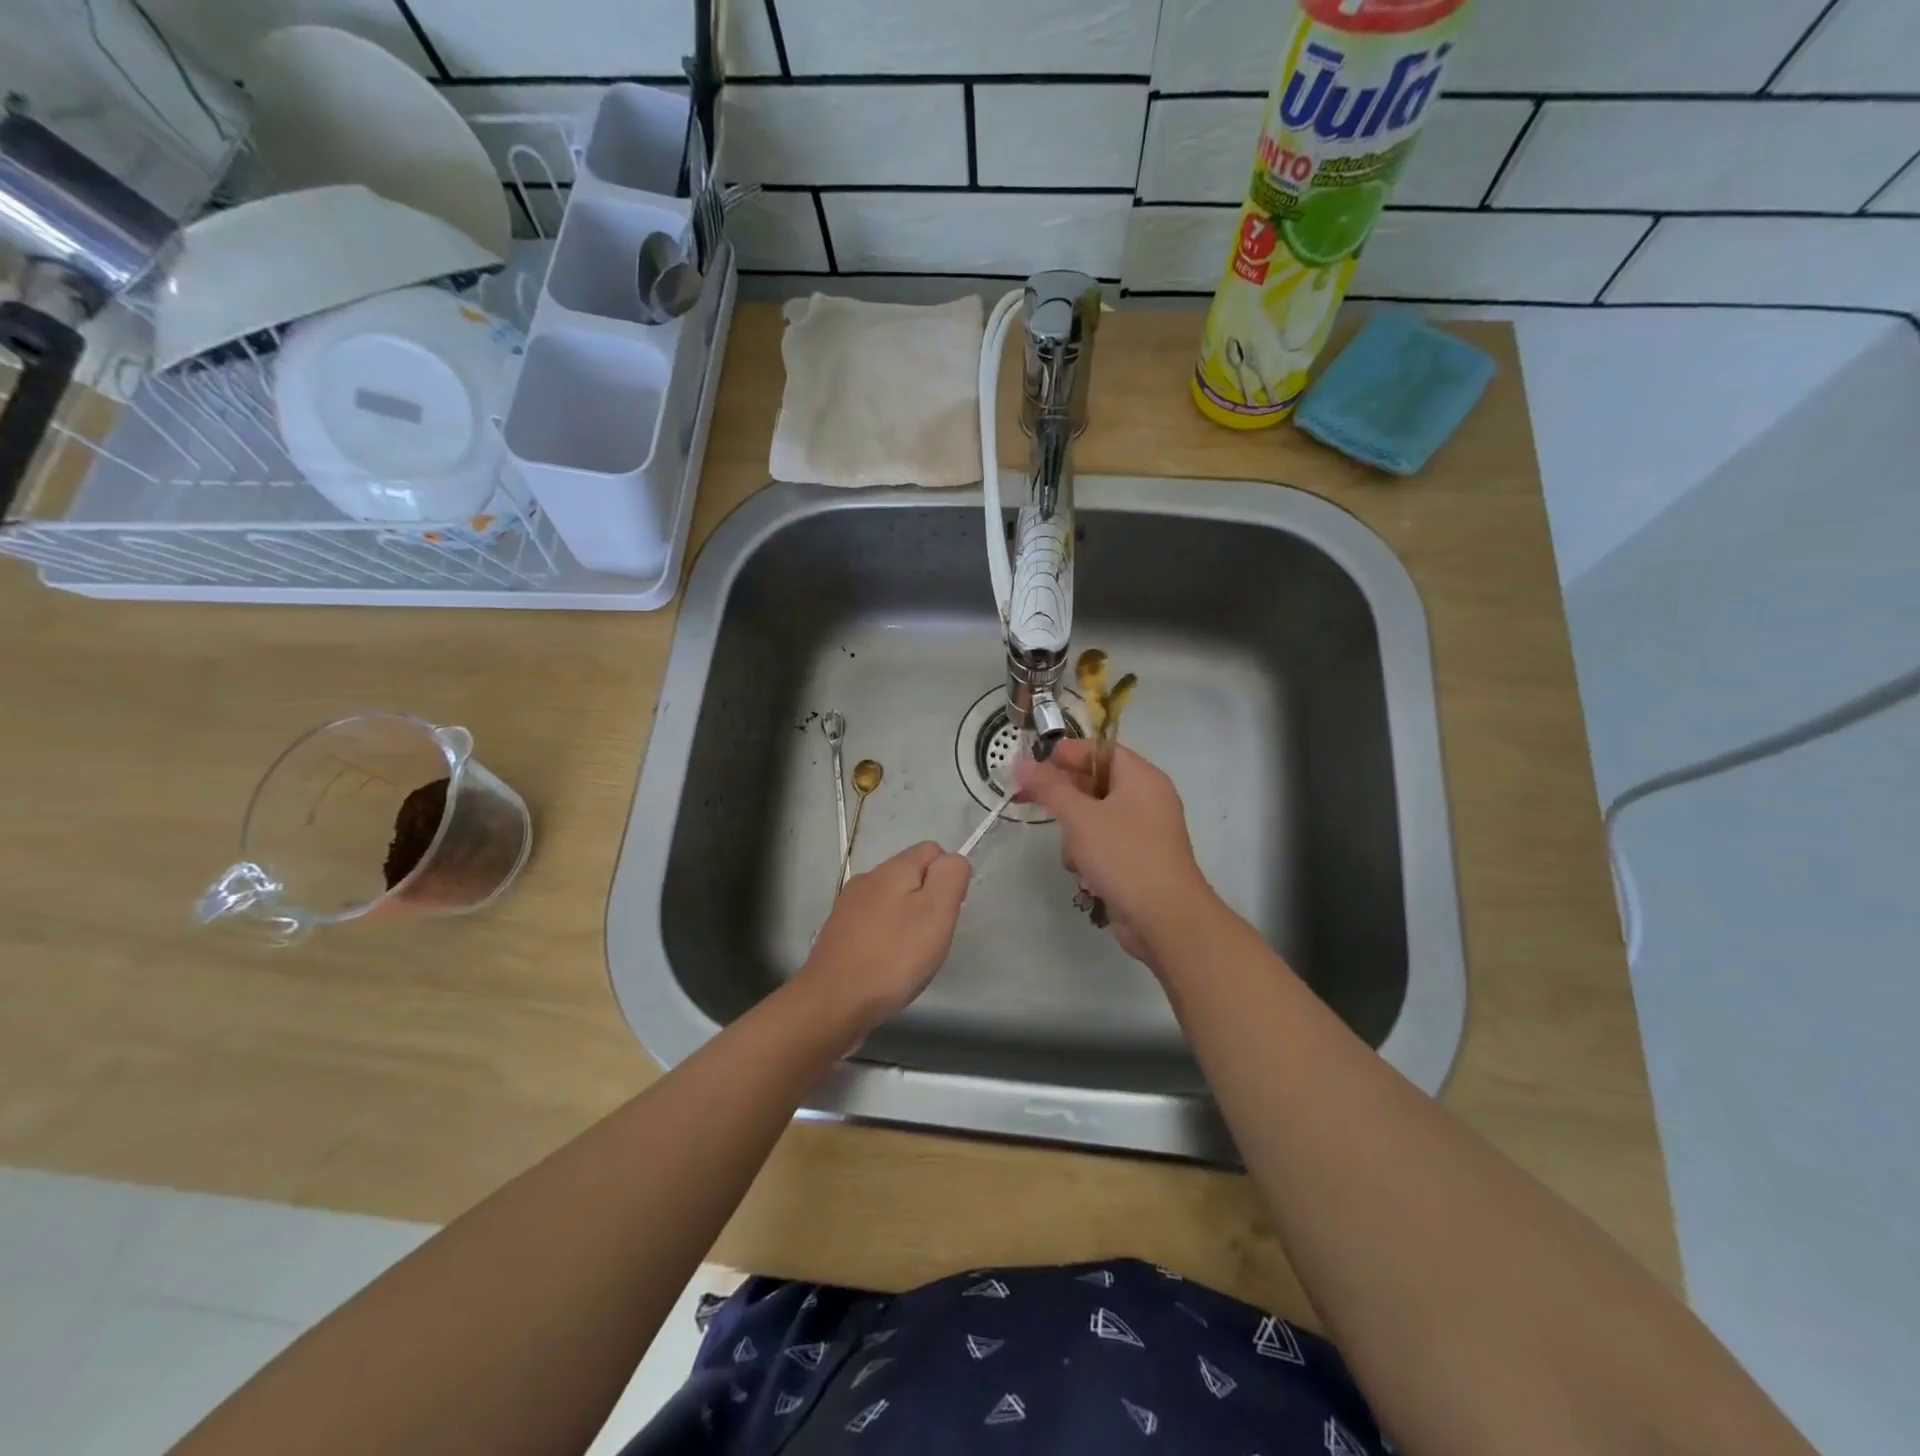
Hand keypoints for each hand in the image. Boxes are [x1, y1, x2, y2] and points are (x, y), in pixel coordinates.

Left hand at [798, 841, 971, 1031]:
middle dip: (928, 901)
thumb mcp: (936, 912)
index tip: (947, 912)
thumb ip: (950, 877)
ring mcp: (848, 907)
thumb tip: (952, 860)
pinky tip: (887, 966)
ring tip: (910, 956)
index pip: (932, 850)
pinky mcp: (838, 934)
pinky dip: (886, 938)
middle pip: (911, 876)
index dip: (948, 877)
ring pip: (891, 901)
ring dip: (907, 921)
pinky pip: (873, 925)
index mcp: (892, 869)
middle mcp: (867, 879)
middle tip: (932, 939)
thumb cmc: (893, 957)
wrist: (833, 1002)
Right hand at [1015, 740, 1219, 968]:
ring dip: (1076, 832)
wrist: (1166, 919)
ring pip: (1097, 816)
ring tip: (1071, 852)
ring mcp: (1146, 831)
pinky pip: (1106, 843)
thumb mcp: (1081, 818)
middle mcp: (1147, 798)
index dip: (1066, 754)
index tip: (1033, 767)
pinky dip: (1090, 853)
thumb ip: (1050, 788)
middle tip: (1031, 801)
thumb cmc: (1124, 856)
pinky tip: (1083, 873)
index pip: (1100, 750)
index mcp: (1141, 778)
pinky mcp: (1140, 859)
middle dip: (1066, 796)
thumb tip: (1022, 763)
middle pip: (1097, 783)